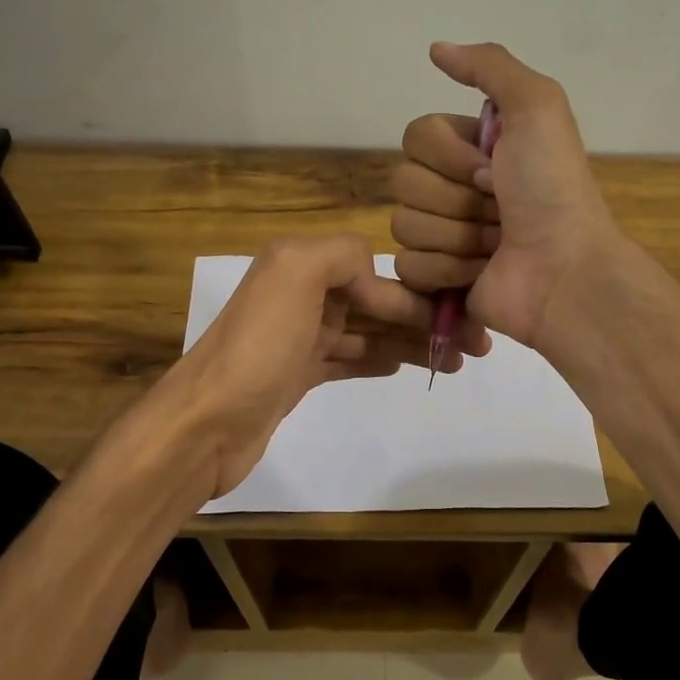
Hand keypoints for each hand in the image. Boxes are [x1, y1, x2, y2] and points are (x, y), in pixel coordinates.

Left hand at [166, 234, 487, 496]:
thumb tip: (375, 272)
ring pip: (367, 332)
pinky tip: (404, 367)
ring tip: (453, 362)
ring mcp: (298, 337)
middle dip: (423, 319)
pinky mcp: (296, 375)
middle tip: (474, 346)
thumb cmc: (257, 350)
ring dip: (409, 342)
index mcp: (300, 264)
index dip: (418, 293)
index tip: (460, 318)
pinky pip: (348, 359)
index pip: (374, 270)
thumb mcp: (296, 275)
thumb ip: (340, 254)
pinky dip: (377, 360)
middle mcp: (299, 294)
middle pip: (375, 302)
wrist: (205, 425)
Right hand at [392, 43, 621, 347]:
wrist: (564, 268)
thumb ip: (490, 66)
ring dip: (458, 236)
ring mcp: (441, 235)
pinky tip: (480, 272)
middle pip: (404, 182)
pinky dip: (447, 270)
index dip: (450, 155)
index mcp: (469, 148)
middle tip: (499, 209)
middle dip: (456, 199)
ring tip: (495, 244)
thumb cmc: (552, 188)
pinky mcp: (435, 279)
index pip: (415, 137)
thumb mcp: (537, 107)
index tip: (494, 169)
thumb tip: (436, 48)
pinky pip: (408, 265)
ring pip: (404, 224)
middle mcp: (451, 188)